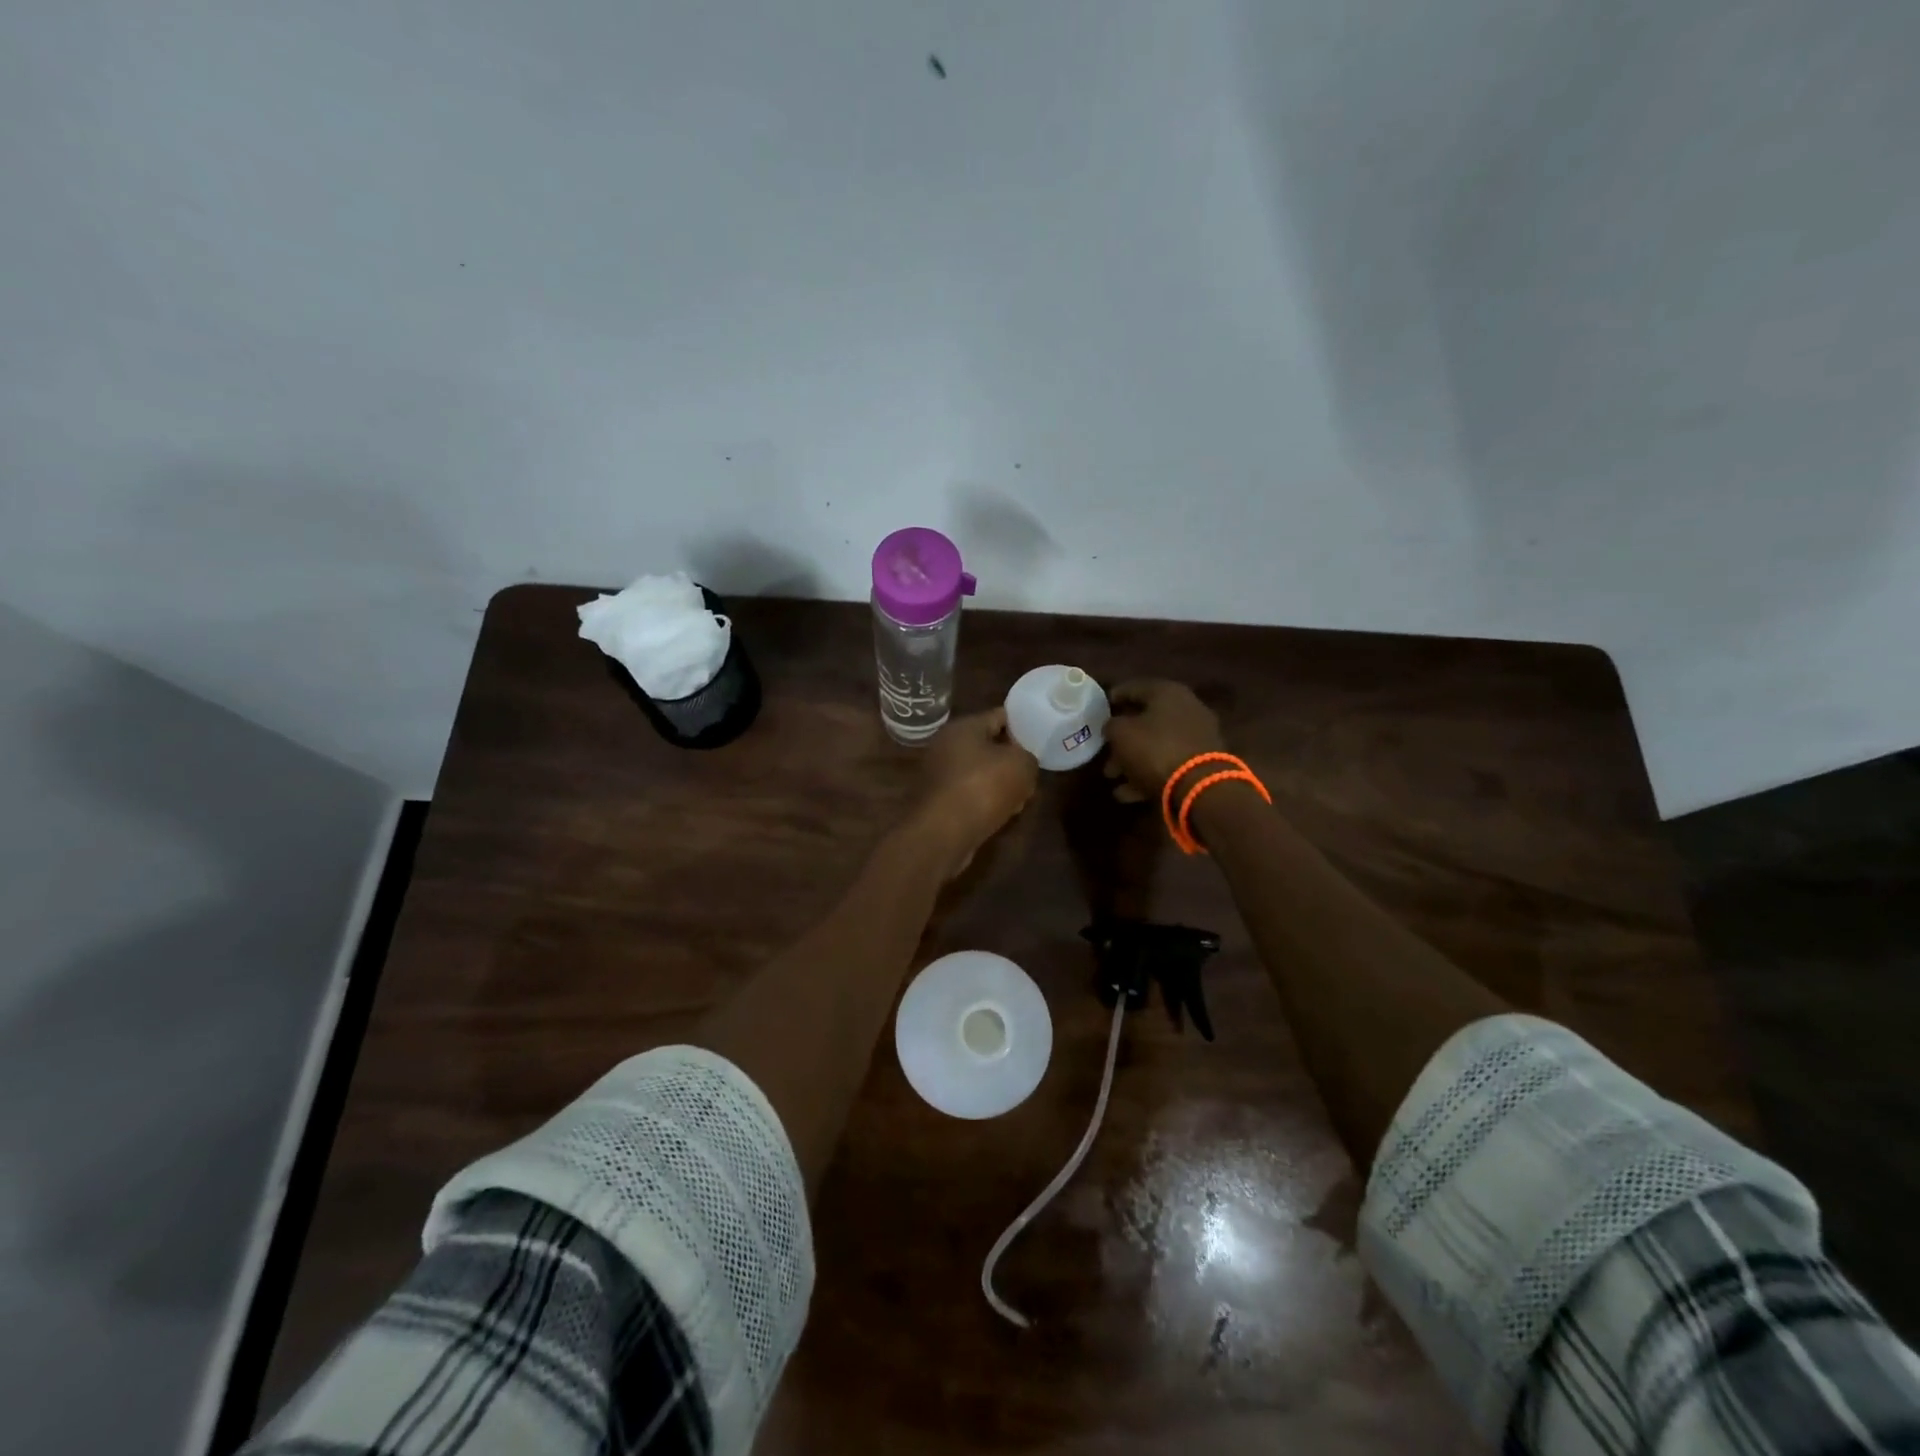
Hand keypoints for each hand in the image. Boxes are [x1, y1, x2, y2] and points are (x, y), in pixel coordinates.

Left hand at [910, 708, 1039, 876]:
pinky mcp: (938, 801)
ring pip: (980, 772)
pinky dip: (986, 801)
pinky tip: (1004, 814)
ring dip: (1001, 783)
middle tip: (1034, 771)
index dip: (1023, 724)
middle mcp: (946, 745)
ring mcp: (939, 774)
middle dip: (1012, 759)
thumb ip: (1028, 757)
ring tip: (1024, 796)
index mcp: (963, 727)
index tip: (1041, 736)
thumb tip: (1023, 763)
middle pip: (989, 745)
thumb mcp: (1021, 765)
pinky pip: (970, 794)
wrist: (942, 833)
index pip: (1000, 715)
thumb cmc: (982, 788)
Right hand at [1102, 679, 1225, 803]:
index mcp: (1168, 693)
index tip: (1099, 709)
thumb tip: (1113, 726)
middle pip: (1146, 720)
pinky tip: (1126, 793)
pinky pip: (1167, 764)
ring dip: (1131, 761)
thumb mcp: (1121, 733)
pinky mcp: (1201, 764)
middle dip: (1121, 738)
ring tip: (1111, 777)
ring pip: (1156, 745)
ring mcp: (1196, 737)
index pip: (1134, 688)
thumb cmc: (1155, 749)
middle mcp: (1186, 709)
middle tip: (1103, 752)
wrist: (1199, 785)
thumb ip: (1112, 725)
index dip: (1114, 697)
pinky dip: (1146, 775)